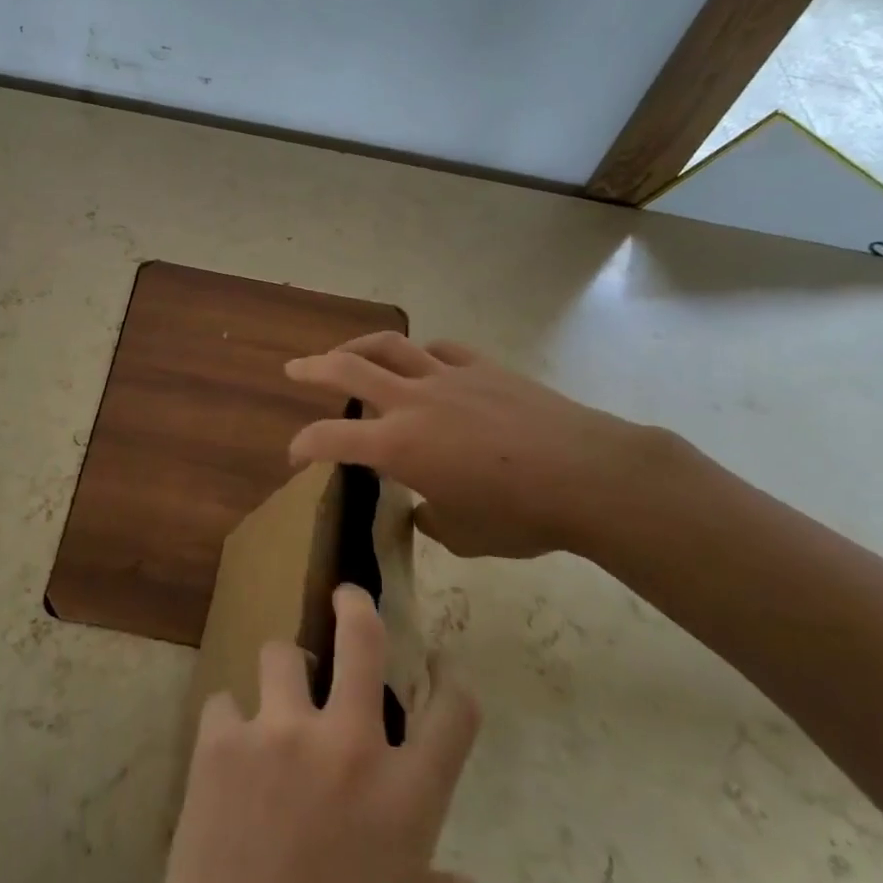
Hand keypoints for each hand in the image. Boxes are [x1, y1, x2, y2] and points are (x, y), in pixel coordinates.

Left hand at [42, 586, 480, 882]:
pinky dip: (227, 725)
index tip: (441, 667)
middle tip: (347, 597)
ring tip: (273, 699)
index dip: (452, 682)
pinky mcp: (223, 738)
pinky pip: (223, 704)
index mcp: (406, 799)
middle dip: (356, 606)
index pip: (453, 714)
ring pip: (281, 653)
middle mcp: (349, 746)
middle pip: (362, 637)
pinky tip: (223, 759)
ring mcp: (282, 732)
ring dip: (281, 672)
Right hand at [285, 331, 682, 559]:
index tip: (294, 455)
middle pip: (349, 369)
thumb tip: (423, 511)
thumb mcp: (465, 535)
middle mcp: (413, 402)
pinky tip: (424, 362)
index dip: (304, 445)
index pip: (332, 439)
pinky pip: (442, 351)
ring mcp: (449, 377)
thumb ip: (432, 521)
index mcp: (399, 447)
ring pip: (391, 346)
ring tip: (347, 352)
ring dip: (360, 346)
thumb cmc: (520, 515)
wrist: (588, 475)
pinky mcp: (483, 368)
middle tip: (294, 368)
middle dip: (313, 367)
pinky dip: (422, 354)